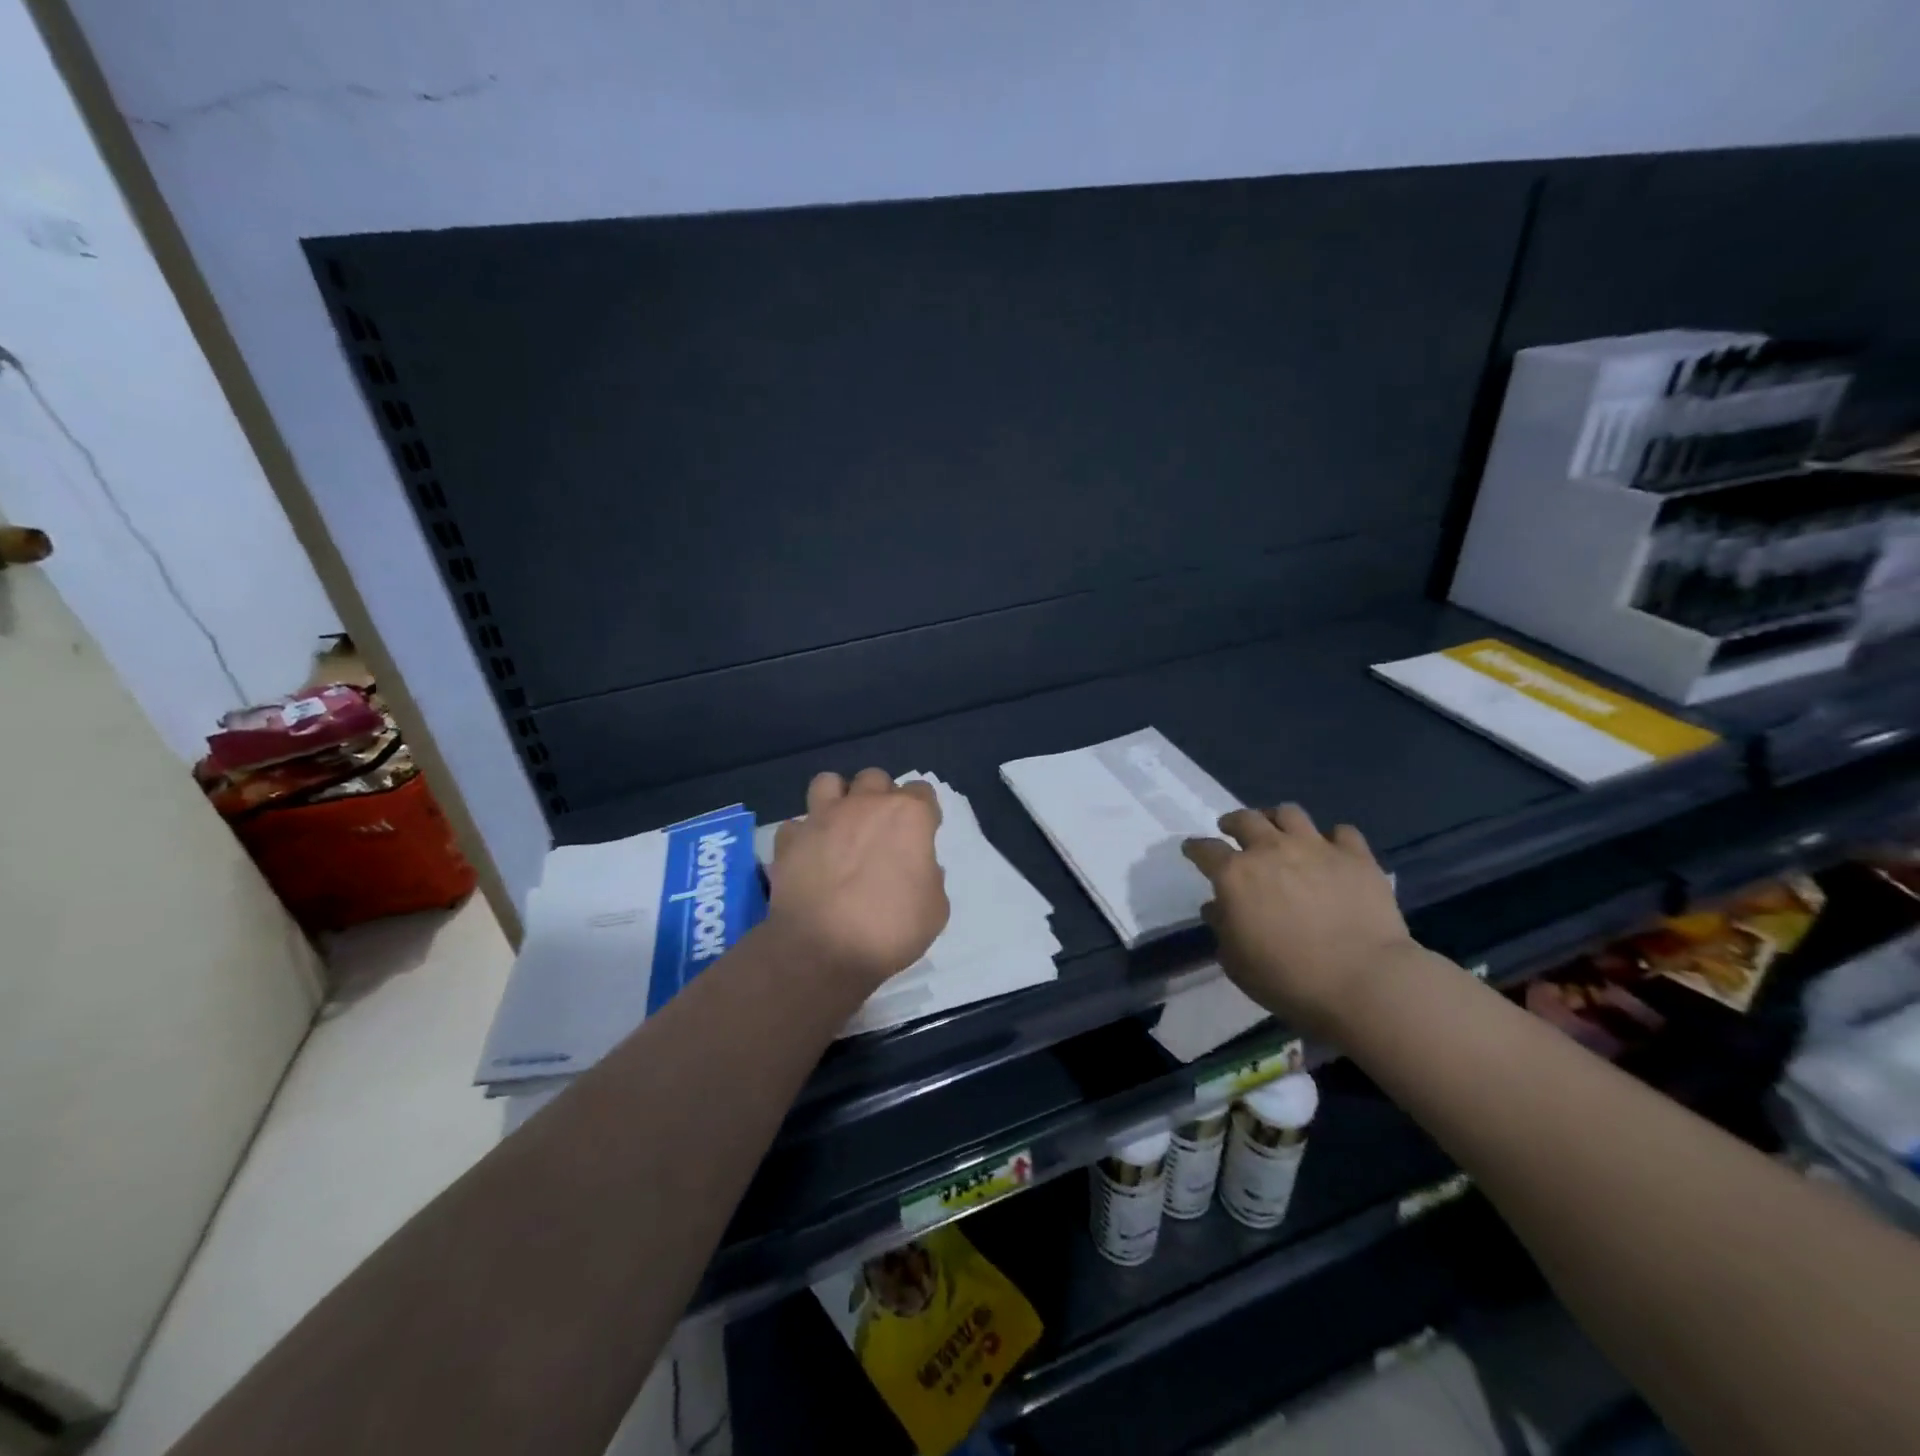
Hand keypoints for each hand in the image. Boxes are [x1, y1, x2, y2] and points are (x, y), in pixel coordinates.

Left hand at [767, 768, 949, 992]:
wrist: (824, 950)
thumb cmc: (891, 929)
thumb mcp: (935, 908)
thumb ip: (929, 875)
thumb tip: (915, 867)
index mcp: (908, 815)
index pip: (922, 791)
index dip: (923, 813)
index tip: (920, 837)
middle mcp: (865, 805)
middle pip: (875, 778)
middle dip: (880, 798)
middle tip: (880, 831)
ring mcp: (822, 818)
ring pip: (828, 782)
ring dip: (837, 798)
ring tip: (840, 826)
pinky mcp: (790, 839)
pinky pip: (796, 825)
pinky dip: (803, 836)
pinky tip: (809, 856)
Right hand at [1182, 804, 1414, 1037]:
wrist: (1364, 981)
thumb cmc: (1288, 978)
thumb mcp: (1236, 962)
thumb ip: (1222, 927)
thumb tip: (1217, 907)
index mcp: (1235, 875)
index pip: (1205, 850)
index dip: (1195, 848)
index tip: (1192, 850)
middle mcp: (1271, 850)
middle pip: (1245, 819)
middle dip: (1233, 823)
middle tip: (1231, 830)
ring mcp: (1316, 848)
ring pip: (1289, 813)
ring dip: (1277, 819)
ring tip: (1279, 831)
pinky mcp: (1356, 856)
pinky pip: (1342, 832)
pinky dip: (1332, 839)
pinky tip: (1332, 851)